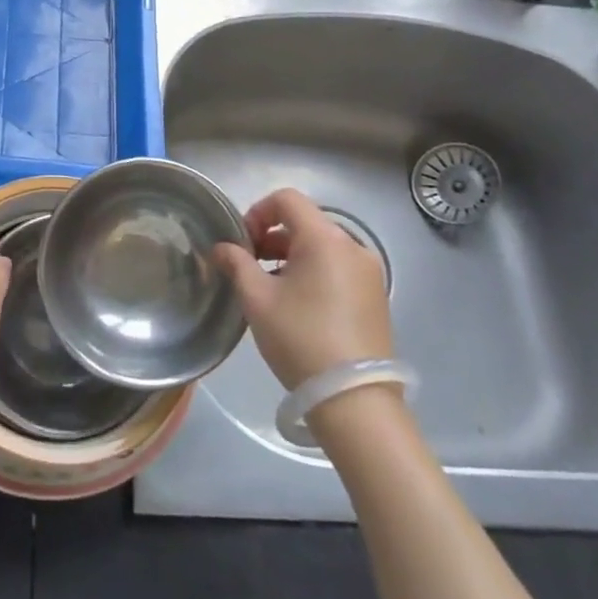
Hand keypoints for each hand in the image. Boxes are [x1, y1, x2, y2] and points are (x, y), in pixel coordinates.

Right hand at [214, 188, 391, 389]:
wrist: (354, 398)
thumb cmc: (300, 338)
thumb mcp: (257, 299)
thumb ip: (236, 263)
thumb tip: (221, 247)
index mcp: (325, 238)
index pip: (287, 199)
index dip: (257, 212)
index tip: (242, 243)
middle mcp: (353, 246)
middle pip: (305, 222)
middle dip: (272, 237)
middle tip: (249, 266)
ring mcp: (369, 272)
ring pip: (322, 246)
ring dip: (292, 255)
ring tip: (271, 288)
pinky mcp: (376, 296)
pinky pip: (339, 268)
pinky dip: (314, 272)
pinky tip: (299, 305)